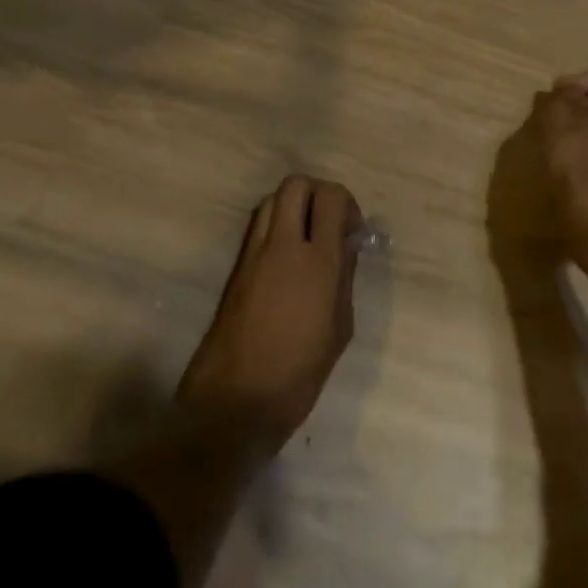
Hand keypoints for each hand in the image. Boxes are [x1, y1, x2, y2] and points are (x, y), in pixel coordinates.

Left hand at [175, 175, 360, 452]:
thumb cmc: (300, 371)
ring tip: (306, 239)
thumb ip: (344, 277)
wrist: (236, 402)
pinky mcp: (236, 269)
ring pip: (272, 200)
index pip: (331, 197)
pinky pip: (258, 226)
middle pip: (296, 184)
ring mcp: (254, 255)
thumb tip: (345, 246)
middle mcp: (283, 246)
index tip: (351, 231)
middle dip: (317, 194)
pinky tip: (287, 258)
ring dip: (293, 207)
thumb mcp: (341, 326)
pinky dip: (276, 226)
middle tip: (328, 224)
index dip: (346, 203)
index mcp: (317, 260)